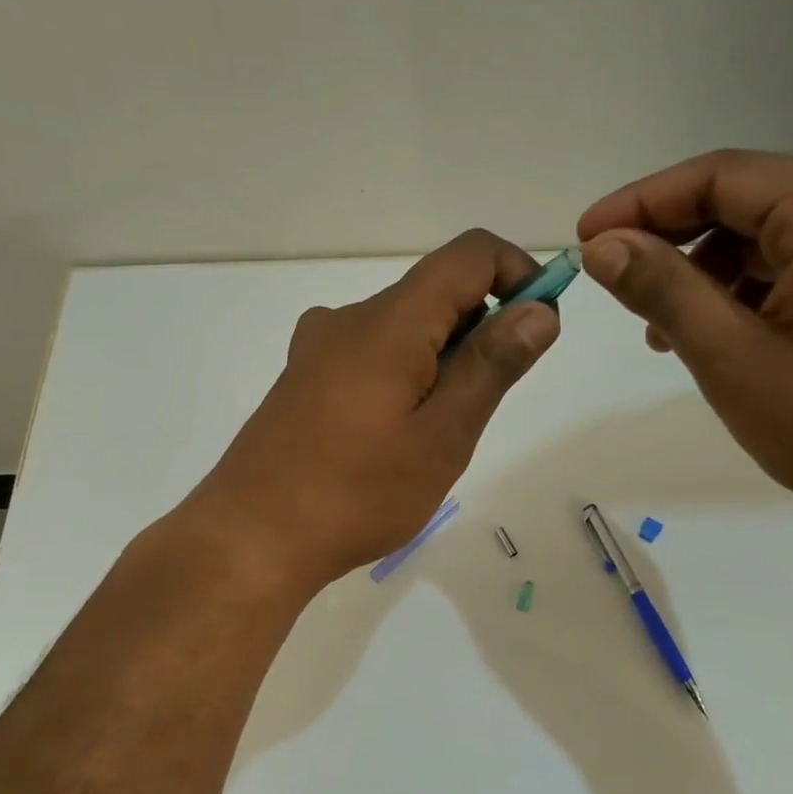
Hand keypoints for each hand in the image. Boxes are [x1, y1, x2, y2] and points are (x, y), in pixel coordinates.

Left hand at [190, 230, 559, 591]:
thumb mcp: (443, 436)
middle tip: (484, 407)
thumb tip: (540, 309)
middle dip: (481, 330)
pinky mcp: (304, 378)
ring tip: (437, 434)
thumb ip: (492, 365)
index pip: (469, 254)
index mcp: (390, 321)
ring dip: (443, 359)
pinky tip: (394, 435)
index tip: (540, 327)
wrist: (252, 539)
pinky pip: (371, 353)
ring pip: (404, 327)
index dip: (518, 273)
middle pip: (436, 291)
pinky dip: (405, 373)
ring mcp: (319, 348)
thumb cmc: (358, 493)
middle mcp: (350, 318)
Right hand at [577, 150, 792, 531]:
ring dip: (704, 272)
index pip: (726, 176)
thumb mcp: (731, 357)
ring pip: (769, 239)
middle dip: (673, 238)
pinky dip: (743, 294)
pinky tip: (711, 336)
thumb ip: (663, 290)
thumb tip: (601, 247)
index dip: (645, 201)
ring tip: (658, 328)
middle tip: (613, 277)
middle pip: (749, 201)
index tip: (586, 236)